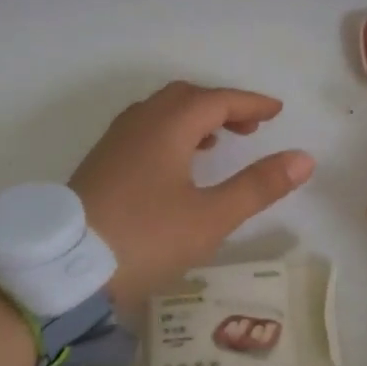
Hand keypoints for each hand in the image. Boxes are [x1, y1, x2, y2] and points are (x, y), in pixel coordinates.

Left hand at [71, 81, 314, 312]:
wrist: (62, 268)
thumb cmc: (145, 238)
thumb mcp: (210, 217)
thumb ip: (258, 186)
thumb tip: (303, 158)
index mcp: (168, 126)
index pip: (218, 100)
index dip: (251, 102)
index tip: (277, 111)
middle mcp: (140, 122)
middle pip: (187, 97)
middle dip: (223, 105)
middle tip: (252, 125)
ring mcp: (116, 140)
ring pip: (162, 111)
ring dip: (196, 117)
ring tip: (220, 141)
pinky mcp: (101, 162)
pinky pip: (145, 128)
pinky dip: (172, 131)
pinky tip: (176, 163)